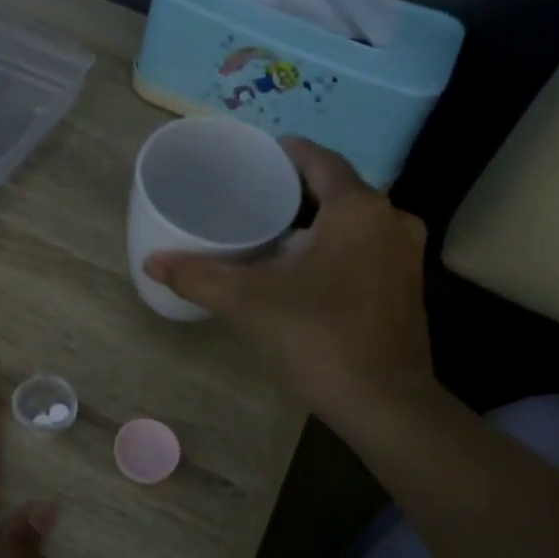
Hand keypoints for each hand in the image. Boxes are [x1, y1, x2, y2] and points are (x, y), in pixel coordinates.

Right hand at [143, 137, 440, 431]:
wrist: (384, 404)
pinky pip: (366, 246)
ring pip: (353, 221)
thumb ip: (198, 277)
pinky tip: (304, 269)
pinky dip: (335, 246)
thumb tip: (151, 262)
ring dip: (317, 222)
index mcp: (358, 208)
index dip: (285, 153)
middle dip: (296, 191)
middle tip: (252, 198)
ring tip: (271, 233)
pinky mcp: (407, 285)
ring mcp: (405, 254)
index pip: (319, 160)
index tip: (254, 159)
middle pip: (337, 189)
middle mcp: (390, 219)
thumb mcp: (249, 303)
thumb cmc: (318, 338)